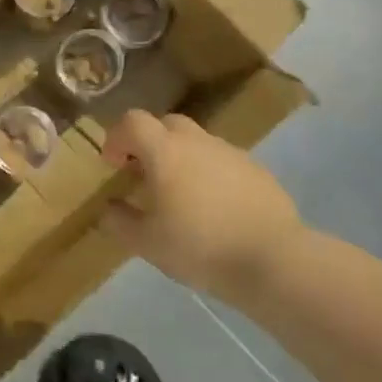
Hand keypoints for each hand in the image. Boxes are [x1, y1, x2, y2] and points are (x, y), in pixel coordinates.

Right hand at [100, 111, 302, 294]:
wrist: (272, 260)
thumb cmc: (200, 247)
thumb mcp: (147, 243)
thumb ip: (120, 221)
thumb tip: (109, 208)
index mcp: (165, 151)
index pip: (132, 121)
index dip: (117, 137)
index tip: (113, 165)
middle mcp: (197, 141)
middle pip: (166, 125)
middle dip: (150, 144)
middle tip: (145, 177)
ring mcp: (231, 153)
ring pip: (197, 143)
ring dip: (181, 159)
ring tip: (182, 198)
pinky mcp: (257, 170)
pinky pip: (223, 162)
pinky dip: (210, 174)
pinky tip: (215, 209)